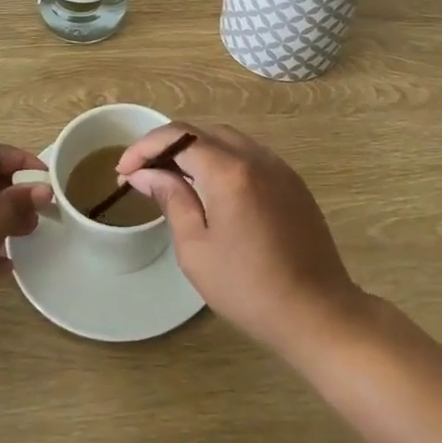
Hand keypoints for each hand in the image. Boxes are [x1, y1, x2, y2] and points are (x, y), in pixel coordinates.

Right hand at [117, 123, 363, 358]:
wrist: (317, 311)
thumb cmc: (248, 288)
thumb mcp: (197, 249)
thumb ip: (172, 200)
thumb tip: (146, 174)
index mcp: (229, 171)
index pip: (179, 137)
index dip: (145, 147)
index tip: (124, 170)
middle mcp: (256, 157)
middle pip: (204, 132)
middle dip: (169, 145)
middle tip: (145, 174)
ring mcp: (279, 167)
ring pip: (228, 140)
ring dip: (197, 150)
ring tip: (174, 179)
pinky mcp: (292, 182)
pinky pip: (250, 155)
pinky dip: (223, 160)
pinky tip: (212, 189)